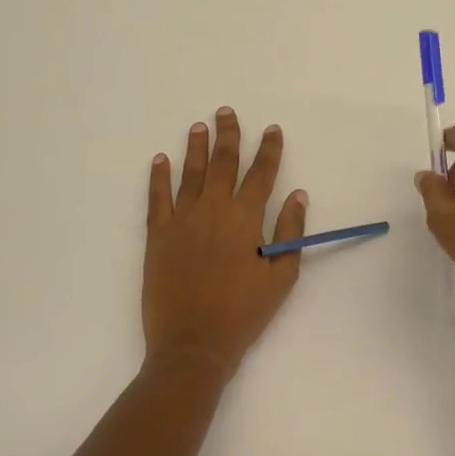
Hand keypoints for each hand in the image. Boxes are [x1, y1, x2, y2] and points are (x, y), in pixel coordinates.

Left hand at [143, 107, 308, 379]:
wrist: (193, 343)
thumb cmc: (243, 312)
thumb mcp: (281, 276)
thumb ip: (290, 232)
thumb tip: (297, 194)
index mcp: (245, 218)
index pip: (261, 173)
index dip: (268, 149)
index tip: (272, 129)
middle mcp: (213, 209)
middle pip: (223, 163)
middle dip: (228, 135)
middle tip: (226, 112)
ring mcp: (182, 220)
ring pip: (190, 174)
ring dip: (195, 147)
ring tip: (198, 126)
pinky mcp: (158, 235)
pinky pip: (157, 198)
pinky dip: (158, 177)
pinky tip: (160, 160)